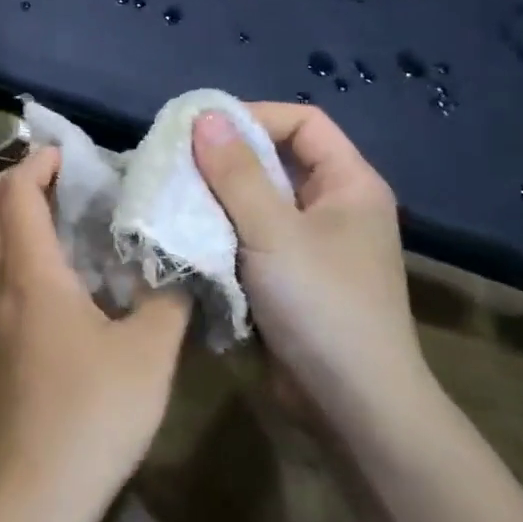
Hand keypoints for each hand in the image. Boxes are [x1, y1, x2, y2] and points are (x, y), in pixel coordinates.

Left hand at [0, 148, 191, 521]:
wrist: (28, 495)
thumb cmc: (91, 416)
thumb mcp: (150, 355)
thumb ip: (167, 300)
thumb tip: (177, 264)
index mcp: (28, 273)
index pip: (17, 194)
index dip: (37, 164)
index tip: (65, 155)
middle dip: (9, 181)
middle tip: (51, 180)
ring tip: (39, 218)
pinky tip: (29, 276)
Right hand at [192, 106, 431, 426]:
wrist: (352, 405)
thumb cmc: (322, 306)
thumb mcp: (273, 232)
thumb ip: (236, 173)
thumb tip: (204, 116)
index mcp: (349, 185)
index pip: (302, 122)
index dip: (254, 116)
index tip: (202, 131)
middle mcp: (333, 207)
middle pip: (275, 160)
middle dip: (224, 159)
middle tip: (174, 163)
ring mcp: (310, 245)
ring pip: (256, 201)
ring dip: (215, 199)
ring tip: (170, 198)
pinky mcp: (288, 277)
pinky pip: (249, 237)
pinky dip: (219, 232)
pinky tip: (185, 236)